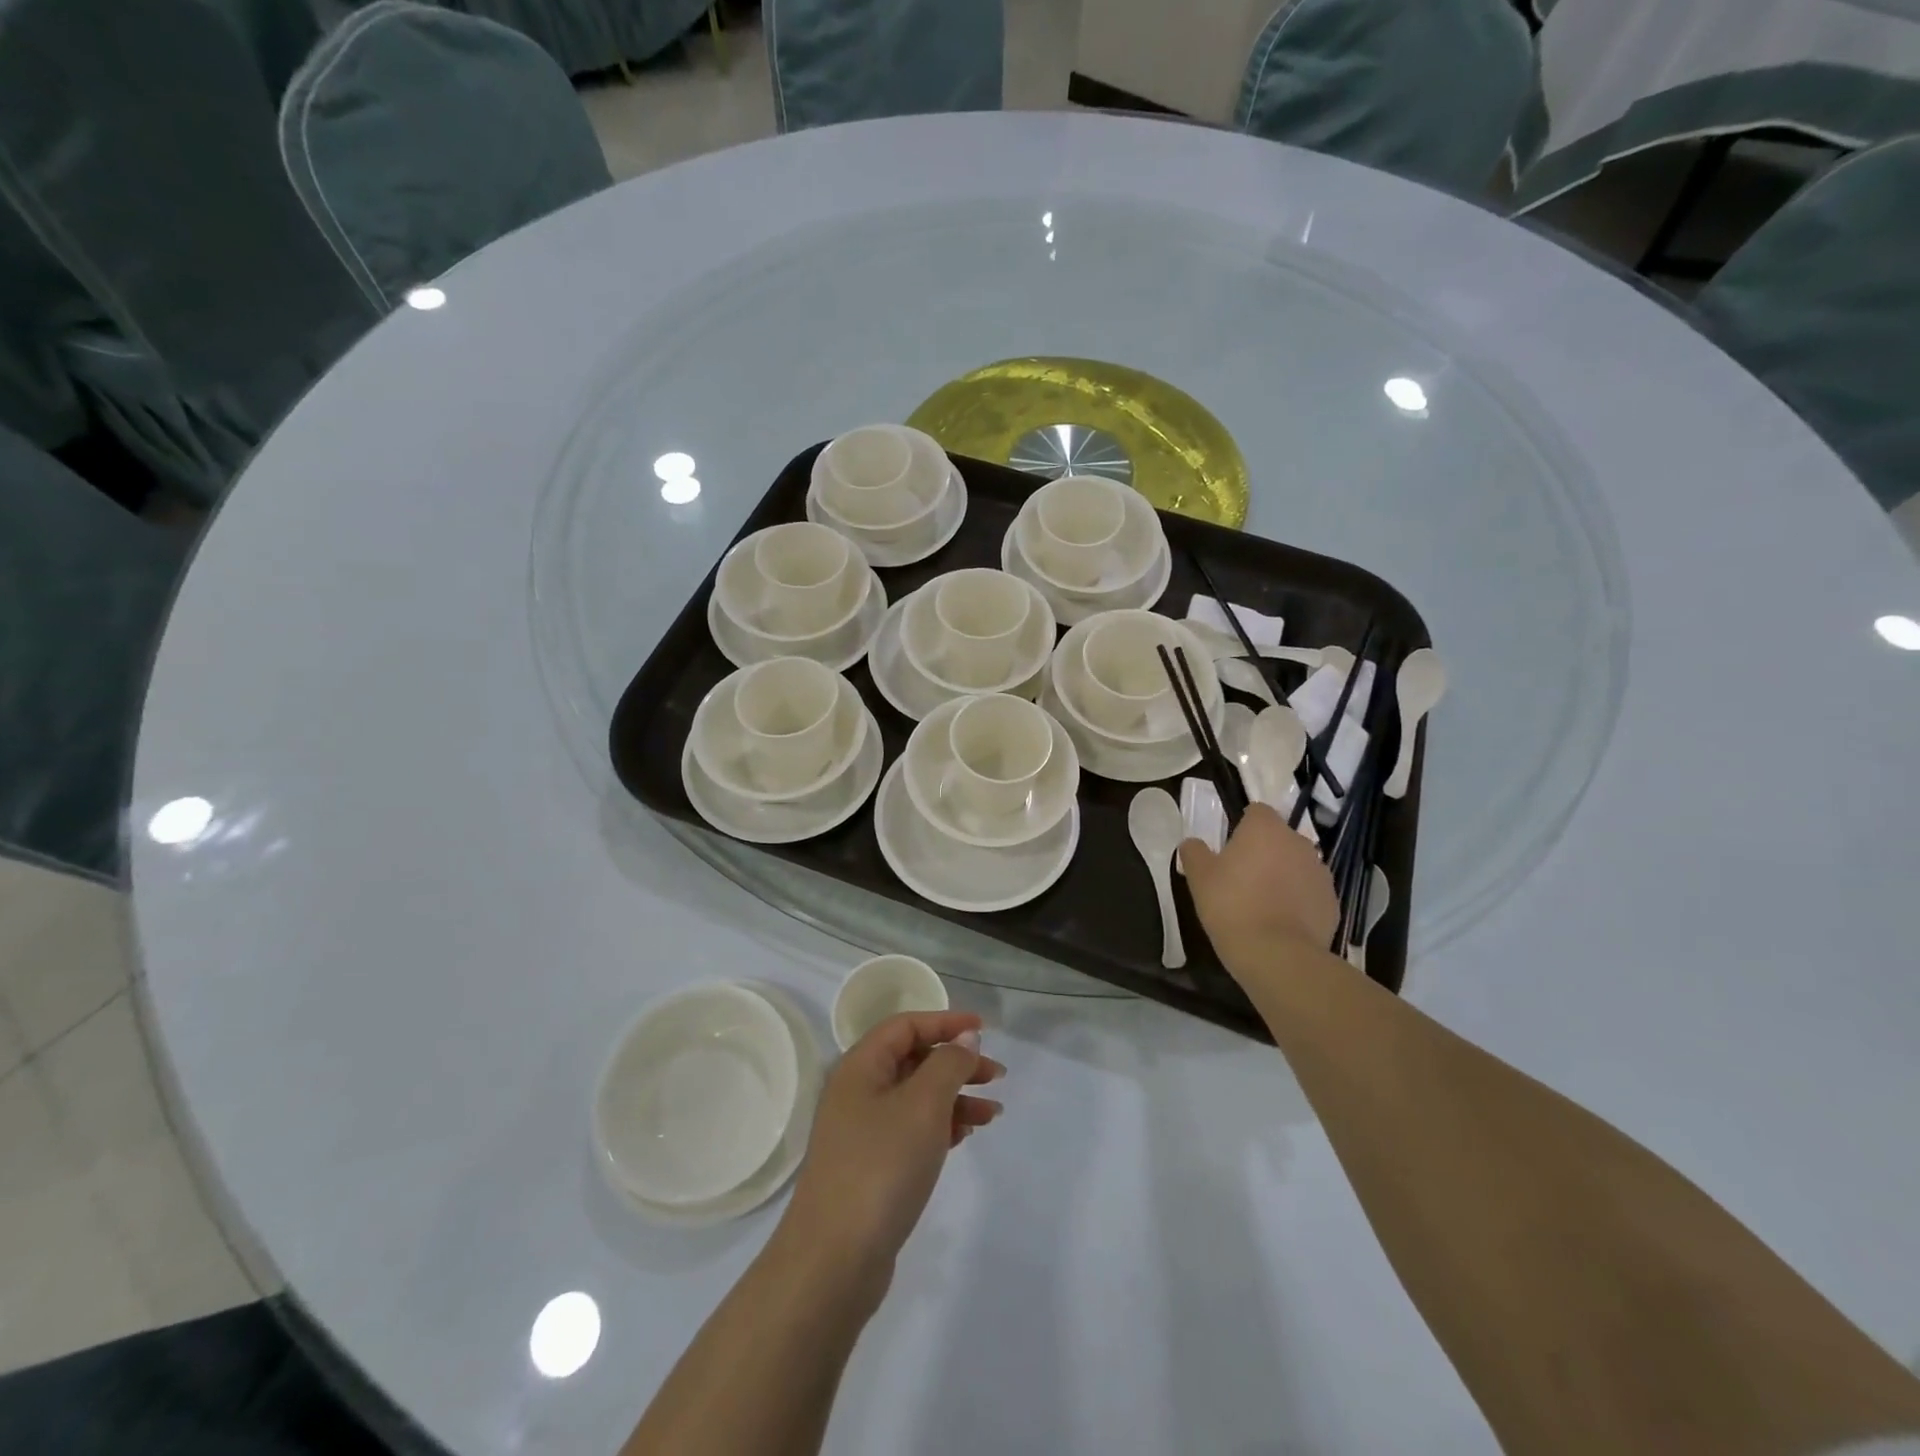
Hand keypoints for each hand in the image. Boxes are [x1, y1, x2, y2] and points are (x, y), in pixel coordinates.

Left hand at [777, 1012, 1003, 1304]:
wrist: (834, 1260)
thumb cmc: (881, 1166)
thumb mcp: (923, 1105)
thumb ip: (948, 1064)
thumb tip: (965, 1038)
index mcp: (861, 1067)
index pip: (906, 1026)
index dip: (945, 1021)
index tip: (984, 1029)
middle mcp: (858, 1092)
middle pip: (913, 1060)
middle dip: (956, 1062)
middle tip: (997, 1074)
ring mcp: (863, 1132)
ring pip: (917, 1097)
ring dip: (955, 1096)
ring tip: (993, 1112)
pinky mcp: (872, 1167)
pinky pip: (913, 1129)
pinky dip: (942, 1125)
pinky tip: (967, 1134)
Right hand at [1182, 802, 1338, 974]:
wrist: (1277, 954)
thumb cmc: (1231, 905)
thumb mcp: (1198, 877)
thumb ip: (1194, 852)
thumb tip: (1192, 843)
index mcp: (1265, 829)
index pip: (1256, 811)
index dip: (1242, 825)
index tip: (1229, 847)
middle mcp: (1298, 842)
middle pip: (1279, 837)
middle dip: (1264, 850)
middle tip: (1242, 876)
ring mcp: (1320, 872)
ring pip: (1296, 864)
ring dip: (1283, 874)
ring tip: (1262, 901)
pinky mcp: (1332, 901)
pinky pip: (1310, 892)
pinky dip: (1298, 899)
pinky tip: (1280, 921)